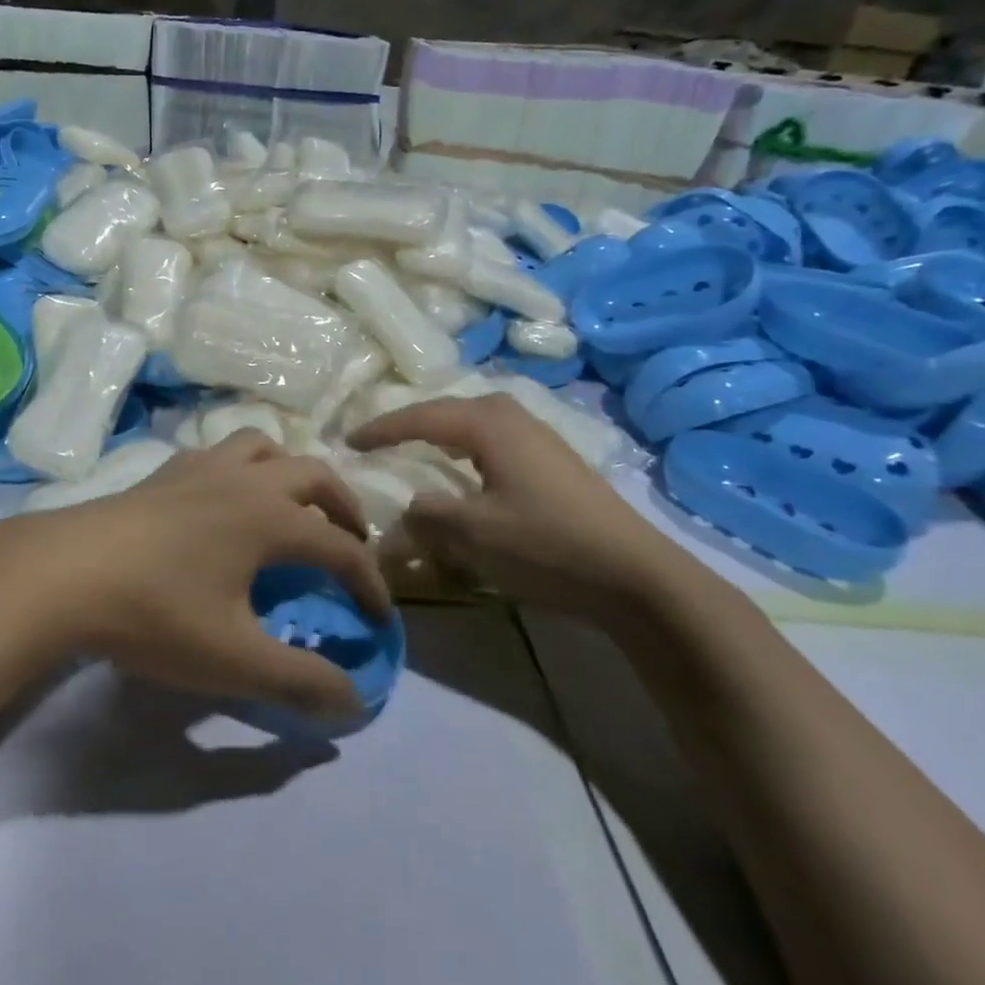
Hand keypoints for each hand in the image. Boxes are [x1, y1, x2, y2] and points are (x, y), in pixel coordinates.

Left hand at [0, 433, 392, 720]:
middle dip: (344, 509)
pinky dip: (243, 465)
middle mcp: (245, 479)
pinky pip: (220, 451)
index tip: (380, 617)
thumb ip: (300, 681)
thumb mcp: (234, 660)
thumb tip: (355, 701)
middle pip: (315, 475)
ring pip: (265, 446)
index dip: (369, 583)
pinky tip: (226, 498)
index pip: (341, 548)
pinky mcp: (166, 471)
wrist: (65, 574)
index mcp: (271, 518)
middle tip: (350, 545)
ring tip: (293, 507)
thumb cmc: (156, 613)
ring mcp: (202, 467)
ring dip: (292, 472)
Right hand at [348, 394, 691, 618]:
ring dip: (443, 434)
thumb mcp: (474, 534)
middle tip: (382, 441)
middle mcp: (514, 416)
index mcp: (489, 423)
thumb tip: (407, 508)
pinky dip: (469, 448)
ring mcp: (540, 435)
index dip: (382, 429)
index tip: (349, 441)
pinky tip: (469, 469)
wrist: (635, 574)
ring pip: (476, 423)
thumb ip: (427, 515)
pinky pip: (495, 440)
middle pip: (450, 410)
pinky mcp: (556, 459)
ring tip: (418, 448)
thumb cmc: (546, 544)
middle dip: (413, 423)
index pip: (421, 417)